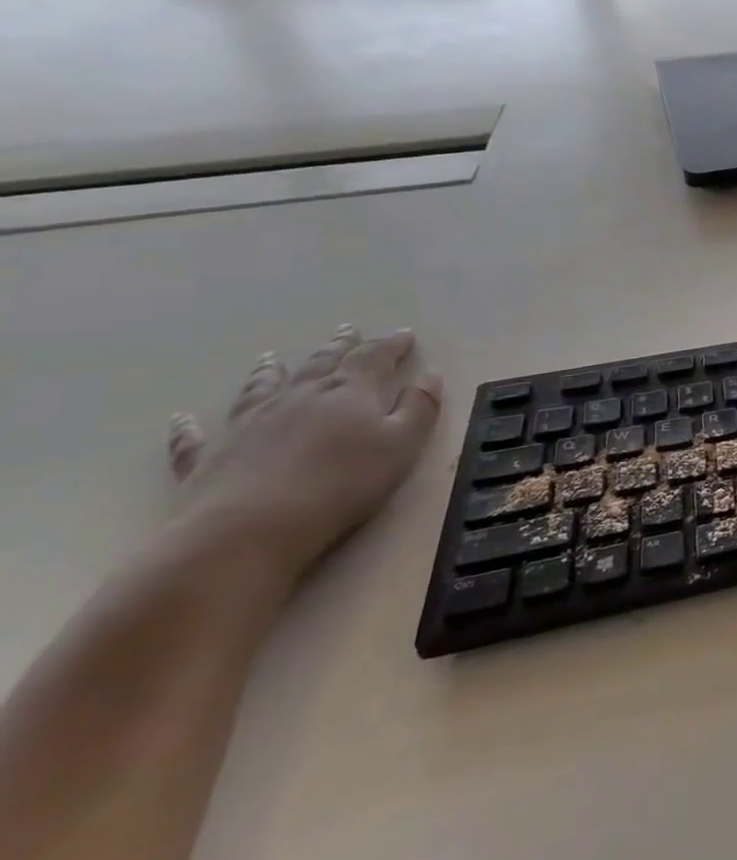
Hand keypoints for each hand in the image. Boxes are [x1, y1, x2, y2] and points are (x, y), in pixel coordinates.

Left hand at [165, 326, 441, 585]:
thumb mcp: (402, 445)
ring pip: (262, 387)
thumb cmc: (343, 484)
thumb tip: (430, 375)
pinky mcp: (211, 454)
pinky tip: (183, 418)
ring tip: (271, 358)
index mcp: (348, 393)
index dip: (391, 344)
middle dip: (339, 347)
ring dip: (270, 371)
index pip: (374, 358)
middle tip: (347, 331)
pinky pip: (196, 436)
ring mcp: (249, 422)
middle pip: (322, 363)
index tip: (404, 334)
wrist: (251, 527)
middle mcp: (299, 396)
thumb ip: (420, 408)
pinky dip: (191, 426)